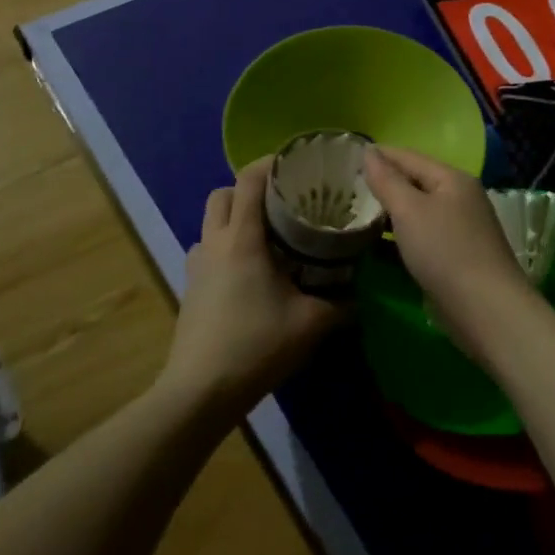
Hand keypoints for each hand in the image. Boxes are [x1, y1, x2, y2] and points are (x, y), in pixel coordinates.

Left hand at [158, 157, 345, 421]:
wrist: (200, 391)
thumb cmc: (256, 346)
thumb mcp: (311, 323)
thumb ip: (342, 304)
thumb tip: (365, 294)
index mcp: (242, 238)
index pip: (248, 179)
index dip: (270, 163)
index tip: (296, 165)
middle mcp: (215, 241)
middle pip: (223, 193)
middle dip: (249, 189)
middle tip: (283, 202)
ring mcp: (197, 264)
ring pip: (211, 220)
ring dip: (235, 217)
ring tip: (267, 235)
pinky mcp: (189, 286)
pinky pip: (206, 249)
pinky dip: (225, 246)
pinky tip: (248, 271)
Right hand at [362, 146, 536, 360]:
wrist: (486, 310)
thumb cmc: (445, 251)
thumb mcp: (409, 210)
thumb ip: (387, 180)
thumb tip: (369, 150)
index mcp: (452, 179)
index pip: (409, 157)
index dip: (379, 155)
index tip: (347, 158)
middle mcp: (460, 198)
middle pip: (415, 183)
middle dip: (383, 185)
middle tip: (345, 188)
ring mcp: (460, 229)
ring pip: (417, 212)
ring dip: (389, 214)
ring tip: (355, 215)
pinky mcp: (456, 258)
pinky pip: (421, 237)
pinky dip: (399, 238)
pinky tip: (376, 246)